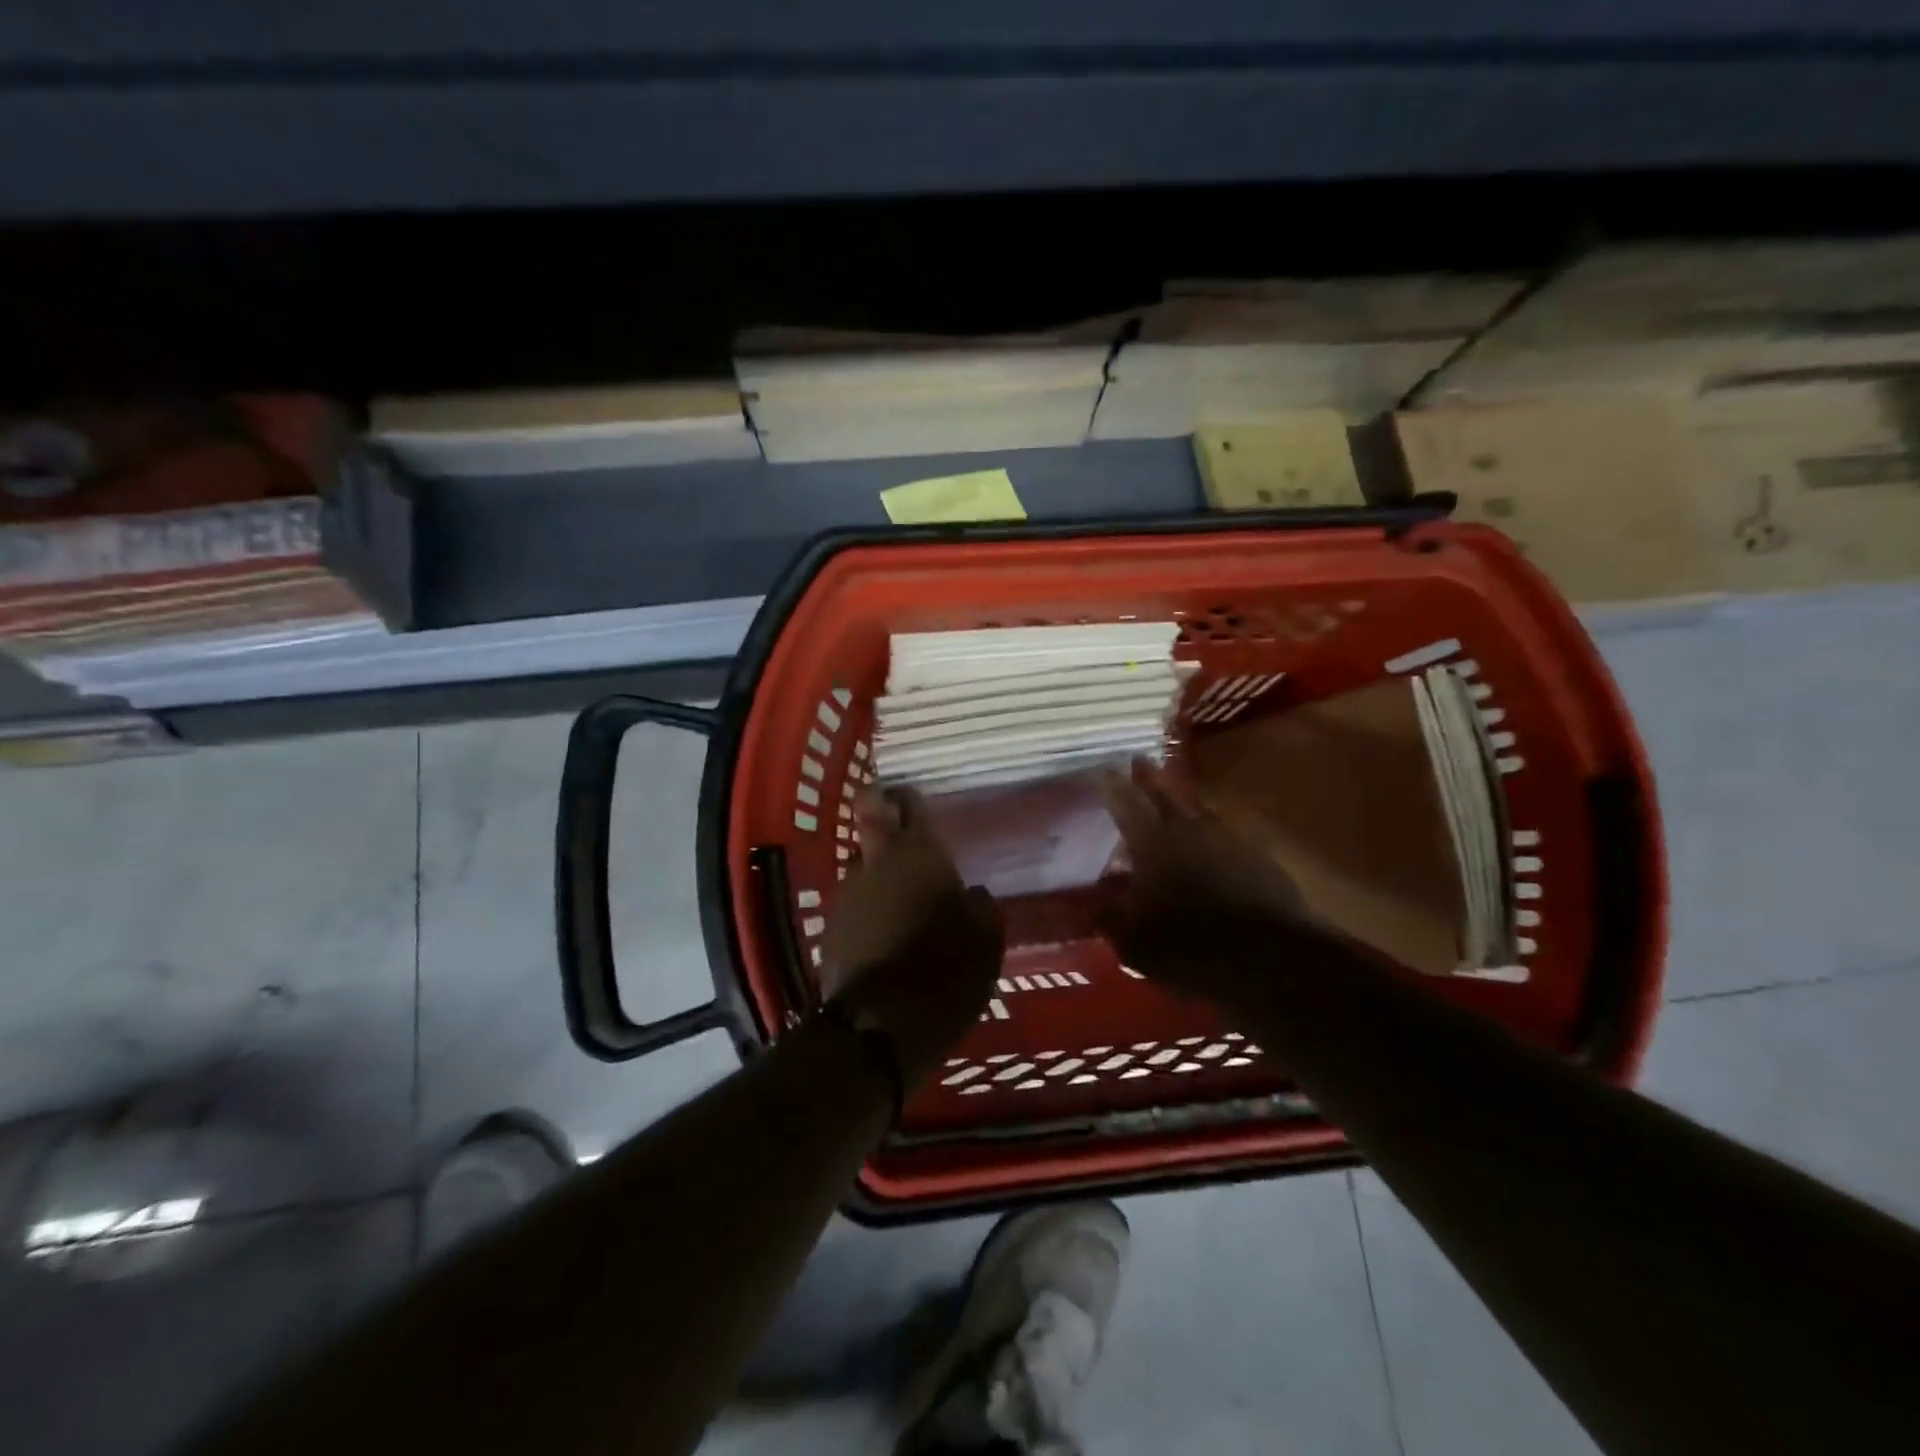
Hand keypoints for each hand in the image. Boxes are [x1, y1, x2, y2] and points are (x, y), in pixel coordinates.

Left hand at [822, 788, 1003, 1091]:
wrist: (882, 1027)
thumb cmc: (946, 970)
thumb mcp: (986, 937)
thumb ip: (979, 905)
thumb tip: (971, 896)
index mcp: (915, 853)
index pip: (904, 802)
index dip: (907, 798)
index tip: (914, 806)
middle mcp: (874, 864)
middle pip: (875, 832)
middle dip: (890, 838)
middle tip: (916, 861)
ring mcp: (847, 897)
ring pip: (864, 871)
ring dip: (882, 881)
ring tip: (907, 909)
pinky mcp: (830, 931)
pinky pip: (855, 907)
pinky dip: (870, 914)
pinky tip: (889, 939)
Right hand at [1097, 758, 1306, 996]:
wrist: (1268, 959)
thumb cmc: (1188, 945)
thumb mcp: (1133, 940)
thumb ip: (1109, 917)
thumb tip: (1090, 904)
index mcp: (1152, 841)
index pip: (1125, 802)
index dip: (1111, 785)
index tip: (1101, 770)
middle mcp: (1189, 828)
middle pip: (1165, 793)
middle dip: (1148, 777)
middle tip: (1137, 760)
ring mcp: (1228, 838)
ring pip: (1198, 809)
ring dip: (1182, 801)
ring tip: (1172, 798)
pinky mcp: (1258, 856)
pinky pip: (1225, 832)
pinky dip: (1210, 831)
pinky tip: (1209, 841)